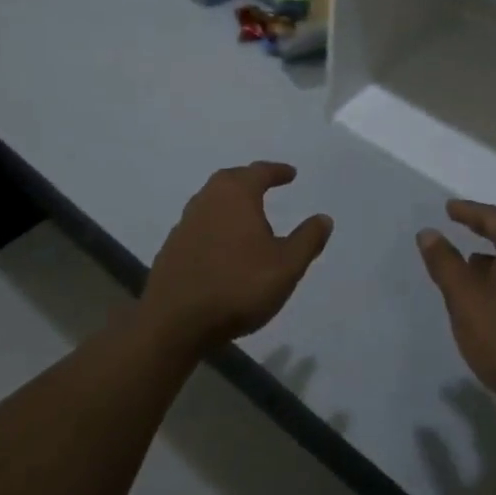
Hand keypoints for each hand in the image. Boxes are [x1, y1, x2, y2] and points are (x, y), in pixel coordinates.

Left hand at [139, 162, 332, 355]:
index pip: (260, 172)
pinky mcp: (172, 248)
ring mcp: (185, 223)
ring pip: (213, 202)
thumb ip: (307, 240)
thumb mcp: (286, 266)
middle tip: (267, 186)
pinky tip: (224, 246)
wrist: (173, 323)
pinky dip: (216, 226)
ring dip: (231, 204)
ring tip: (248, 217)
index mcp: (236, 194)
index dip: (277, 171)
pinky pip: (201, 225)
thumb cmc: (237, 287)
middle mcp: (207, 199)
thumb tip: (323, 218)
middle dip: (251, 181)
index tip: (291, 174)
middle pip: (232, 180)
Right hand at [418, 200, 495, 433]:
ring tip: (467, 263)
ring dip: (493, 256)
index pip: (495, 218)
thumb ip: (445, 263)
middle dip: (484, 228)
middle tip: (460, 225)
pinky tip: (487, 297)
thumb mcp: (465, 299)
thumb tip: (428, 233)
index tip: (449, 209)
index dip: (470, 211)